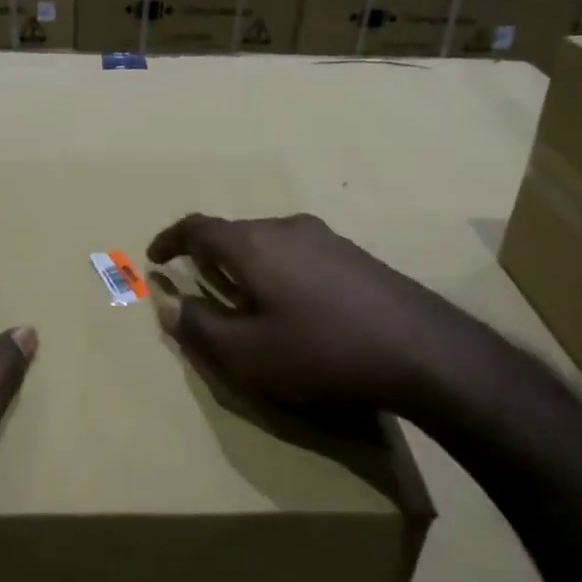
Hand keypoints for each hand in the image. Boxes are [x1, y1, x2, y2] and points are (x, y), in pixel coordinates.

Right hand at [147, 212, 482, 423]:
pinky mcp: (354, 255)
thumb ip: (200, 327)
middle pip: (234, 233)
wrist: (426, 352)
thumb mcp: (249, 354)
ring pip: (268, 242)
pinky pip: (298, 253)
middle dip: (208, 256)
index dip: (170, 240)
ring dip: (245, 264)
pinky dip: (277, 270)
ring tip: (245, 299)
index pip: (197, 228)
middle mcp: (286, 228)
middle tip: (200, 286)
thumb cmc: (323, 352)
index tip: (155, 257)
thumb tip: (167, 304)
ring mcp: (326, 238)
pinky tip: (294, 305)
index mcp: (253, 245)